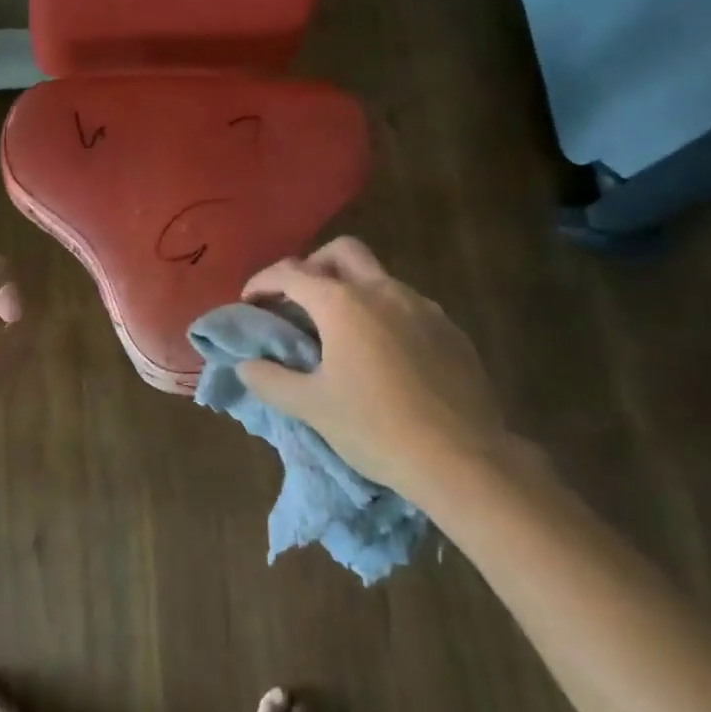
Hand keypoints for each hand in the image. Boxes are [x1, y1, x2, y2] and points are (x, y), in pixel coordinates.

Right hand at [238, 237, 508, 504]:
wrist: (464, 459)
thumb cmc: (376, 429)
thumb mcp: (312, 407)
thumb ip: (271, 380)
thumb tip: (246, 365)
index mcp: (344, 303)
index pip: (291, 274)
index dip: (263, 282)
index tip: (249, 301)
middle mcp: (383, 291)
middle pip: (341, 251)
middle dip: (312, 265)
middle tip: (297, 300)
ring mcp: (422, 306)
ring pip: (378, 276)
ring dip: (350, 289)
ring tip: (338, 332)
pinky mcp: (450, 329)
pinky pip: (407, 305)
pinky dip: (383, 313)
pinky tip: (382, 354)